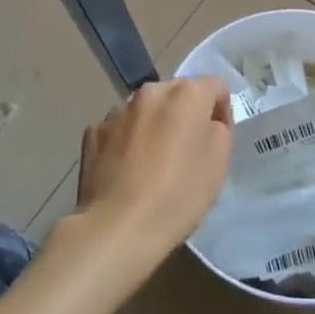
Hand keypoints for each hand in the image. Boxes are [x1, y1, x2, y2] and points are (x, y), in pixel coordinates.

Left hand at [75, 77, 233, 269]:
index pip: (215, 86)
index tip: (216, 139)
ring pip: (146, 110)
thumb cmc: (177, 196)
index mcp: (186, 95)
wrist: (117, 227)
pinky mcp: (93, 131)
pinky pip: (120, 129)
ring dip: (154, 125)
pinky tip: (126, 171)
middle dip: (185, 114)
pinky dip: (127, 141)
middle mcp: (150, 92)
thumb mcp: (218, 164)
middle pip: (177, 93)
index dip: (221, 110)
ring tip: (152, 164)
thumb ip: (220, 129)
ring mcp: (118, 110)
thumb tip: (208, 119)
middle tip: (186, 152)